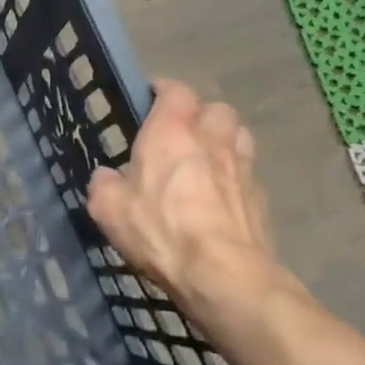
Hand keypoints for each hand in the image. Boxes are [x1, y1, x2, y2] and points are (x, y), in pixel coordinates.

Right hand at [87, 81, 303, 336]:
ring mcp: (242, 167)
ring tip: (207, 159)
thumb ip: (104, 185)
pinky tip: (221, 197)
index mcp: (171, 132)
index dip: (164, 91)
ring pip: (239, 136)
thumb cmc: (160, 230)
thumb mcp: (108, 209)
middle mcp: (211, 139)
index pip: (175, 90)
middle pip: (216, 108)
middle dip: (201, 114)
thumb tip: (108, 177)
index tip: (151, 99)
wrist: (222, 274)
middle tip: (182, 133)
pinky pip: (248, 173)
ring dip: (224, 140)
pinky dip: (235, 177)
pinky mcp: (261, 198)